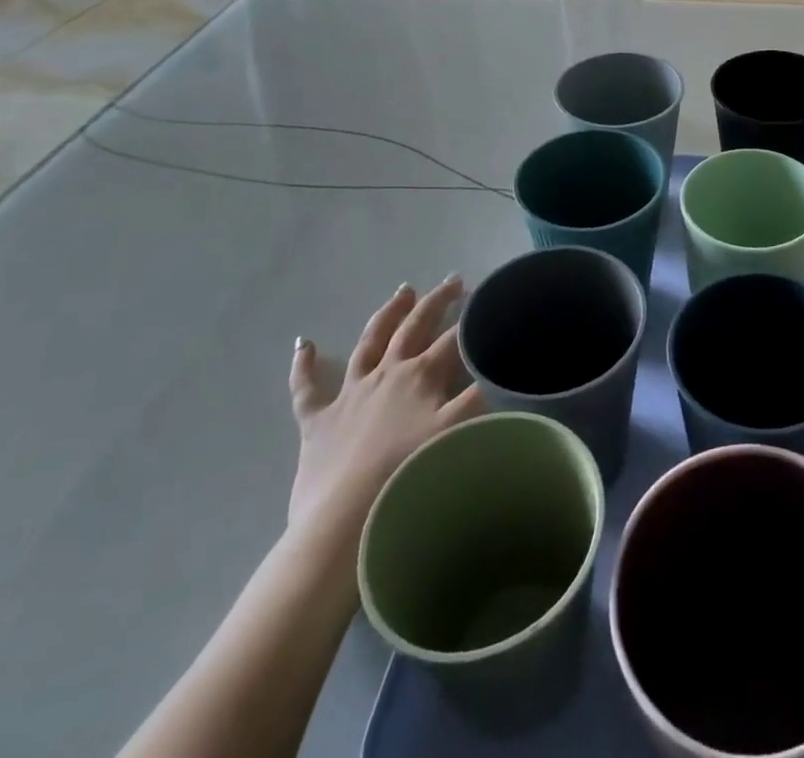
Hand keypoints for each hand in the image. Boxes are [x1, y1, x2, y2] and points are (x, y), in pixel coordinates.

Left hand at [287, 279, 483, 547]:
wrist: (343, 523)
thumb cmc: (407, 478)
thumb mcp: (458, 434)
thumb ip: (481, 398)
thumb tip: (499, 369)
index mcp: (420, 377)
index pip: (453, 339)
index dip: (472, 320)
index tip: (488, 303)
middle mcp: (386, 374)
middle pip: (413, 328)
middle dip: (435, 302)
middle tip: (452, 281)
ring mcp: (348, 394)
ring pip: (369, 343)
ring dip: (387, 315)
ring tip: (402, 292)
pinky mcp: (316, 421)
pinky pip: (306, 387)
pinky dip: (304, 365)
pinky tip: (303, 343)